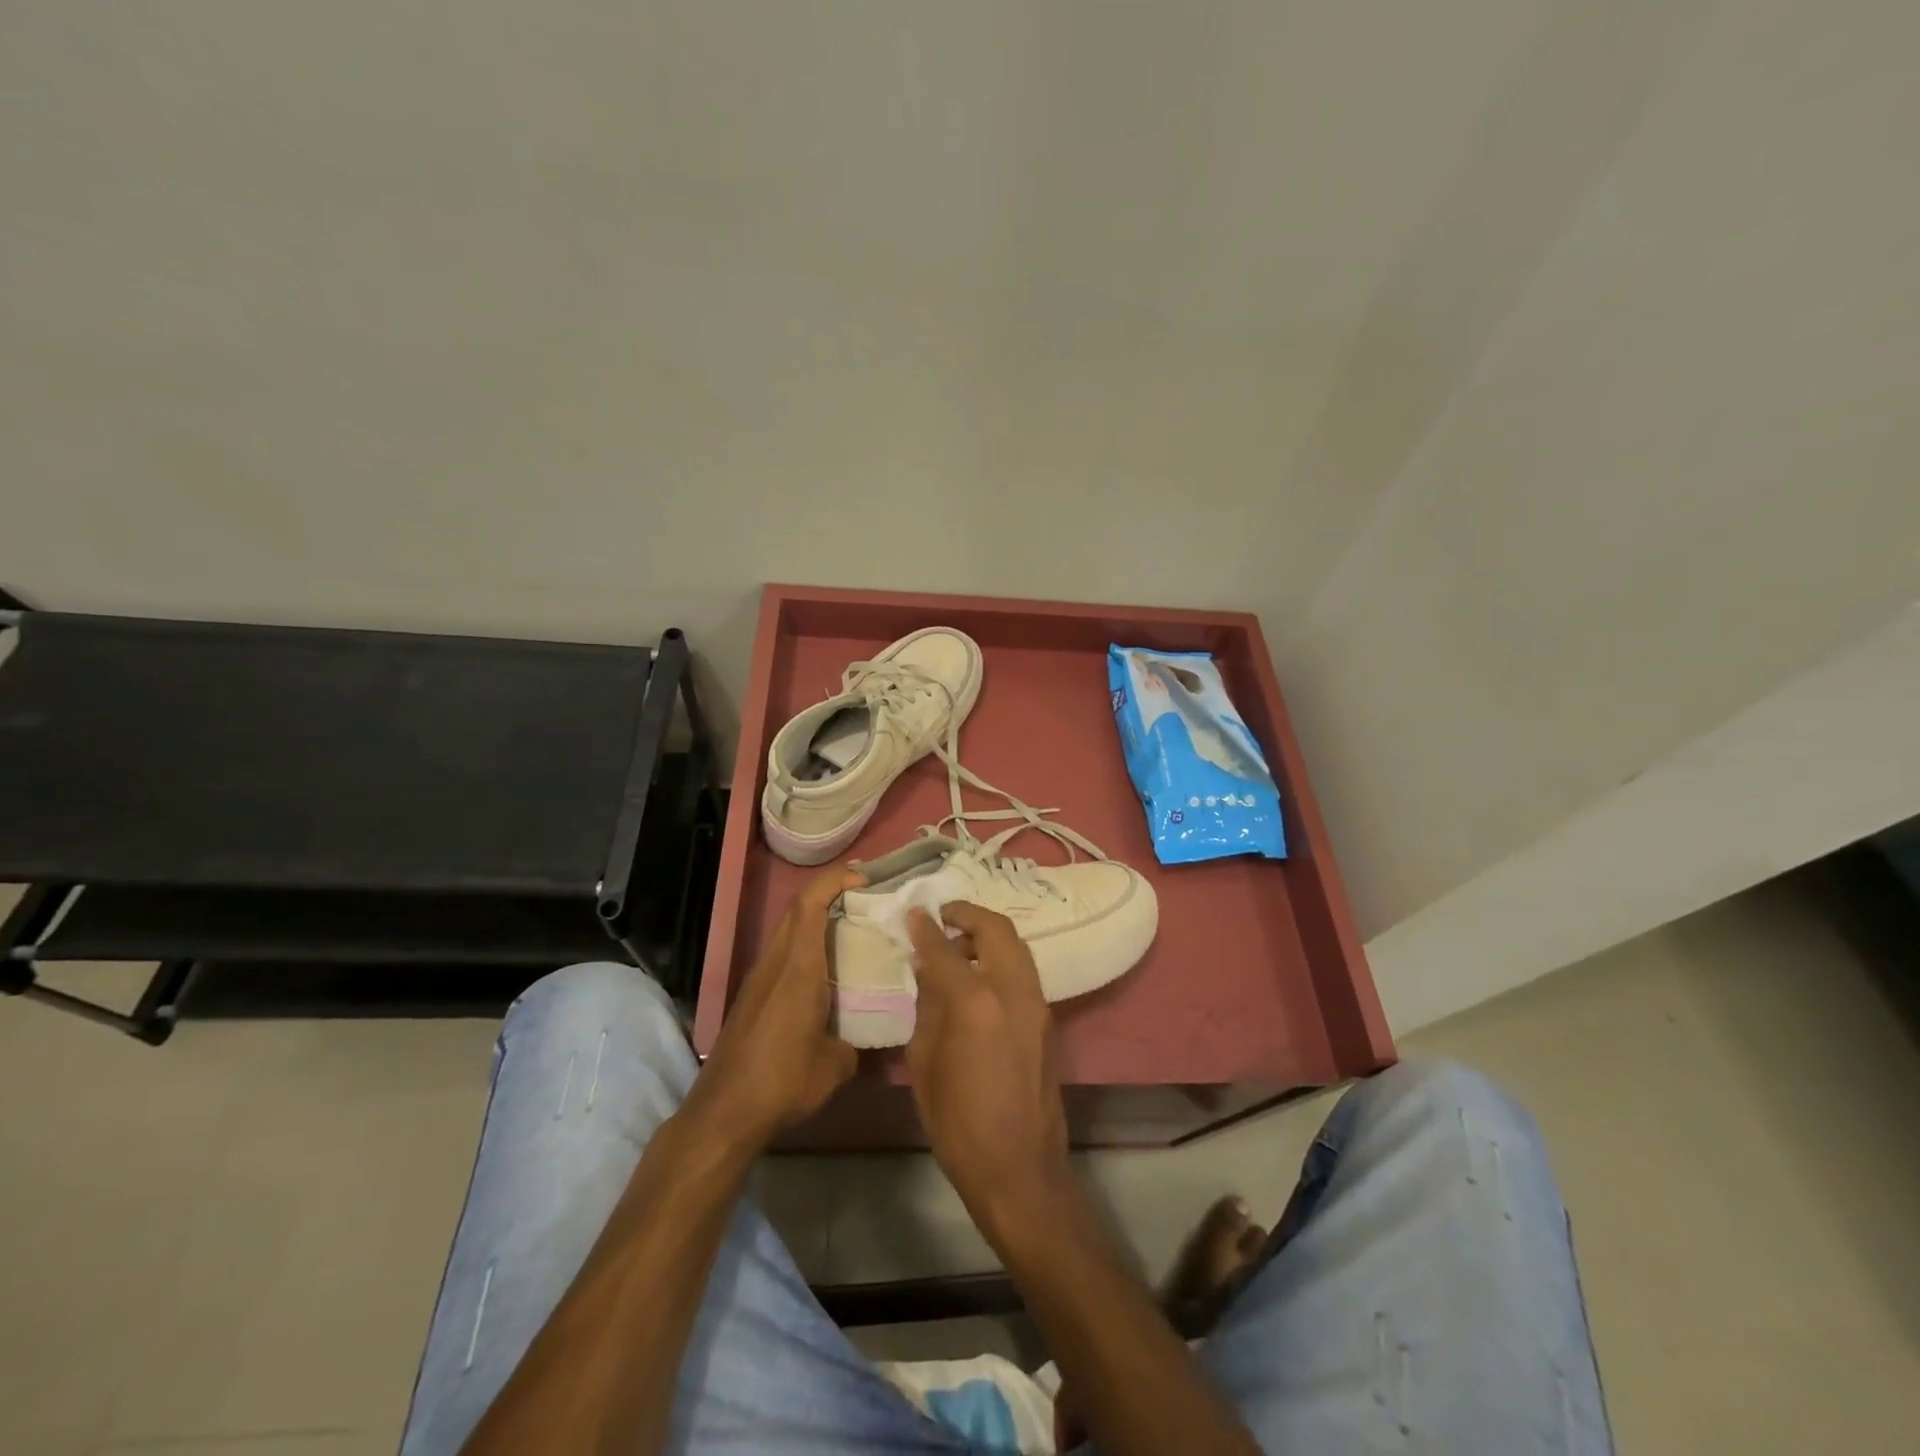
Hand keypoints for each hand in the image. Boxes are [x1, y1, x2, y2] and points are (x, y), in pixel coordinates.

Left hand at [688, 865, 862, 1147]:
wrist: (723, 1113)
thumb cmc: (783, 1081)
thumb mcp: (835, 1065)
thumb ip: (854, 1039)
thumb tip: (861, 1036)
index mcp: (798, 967)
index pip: (810, 903)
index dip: (835, 880)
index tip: (864, 878)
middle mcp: (775, 963)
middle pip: (797, 910)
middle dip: (829, 894)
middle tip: (864, 900)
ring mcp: (758, 979)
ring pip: (788, 932)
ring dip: (816, 922)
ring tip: (851, 933)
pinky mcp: (751, 998)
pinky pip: (782, 957)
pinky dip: (805, 949)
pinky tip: (825, 976)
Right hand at [905, 903, 1072, 1242]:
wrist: (1020, 1170)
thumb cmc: (958, 1124)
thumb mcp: (925, 1064)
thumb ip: (927, 1007)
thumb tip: (927, 970)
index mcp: (975, 1002)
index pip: (945, 948)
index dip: (925, 927)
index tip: (913, 912)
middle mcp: (1013, 991)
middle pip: (996, 929)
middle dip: (968, 914)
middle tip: (943, 915)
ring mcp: (1037, 1004)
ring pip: (1017, 946)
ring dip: (988, 934)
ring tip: (959, 944)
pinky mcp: (1048, 1020)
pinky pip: (1024, 970)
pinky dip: (1001, 958)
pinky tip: (979, 976)